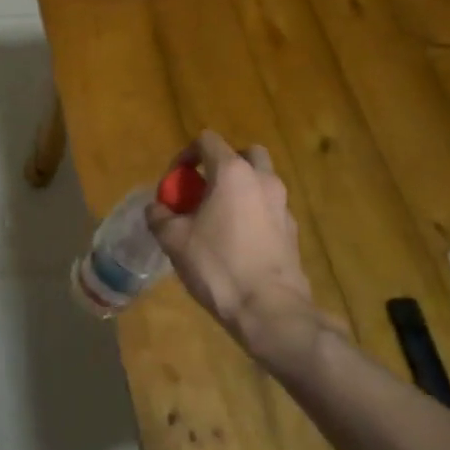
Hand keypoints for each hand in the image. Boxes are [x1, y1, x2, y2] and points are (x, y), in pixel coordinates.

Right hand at [146, 131, 321, 367]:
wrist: (269, 309)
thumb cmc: (218, 266)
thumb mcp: (175, 240)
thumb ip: (160, 216)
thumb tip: (157, 208)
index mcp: (232, 172)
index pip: (207, 140)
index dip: (186, 154)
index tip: (175, 181)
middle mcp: (262, 179)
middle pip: (244, 153)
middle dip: (222, 164)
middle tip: (204, 189)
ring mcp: (282, 204)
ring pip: (261, 180)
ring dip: (240, 188)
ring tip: (219, 217)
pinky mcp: (292, 230)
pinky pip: (269, 208)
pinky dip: (254, 212)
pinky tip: (238, 241)